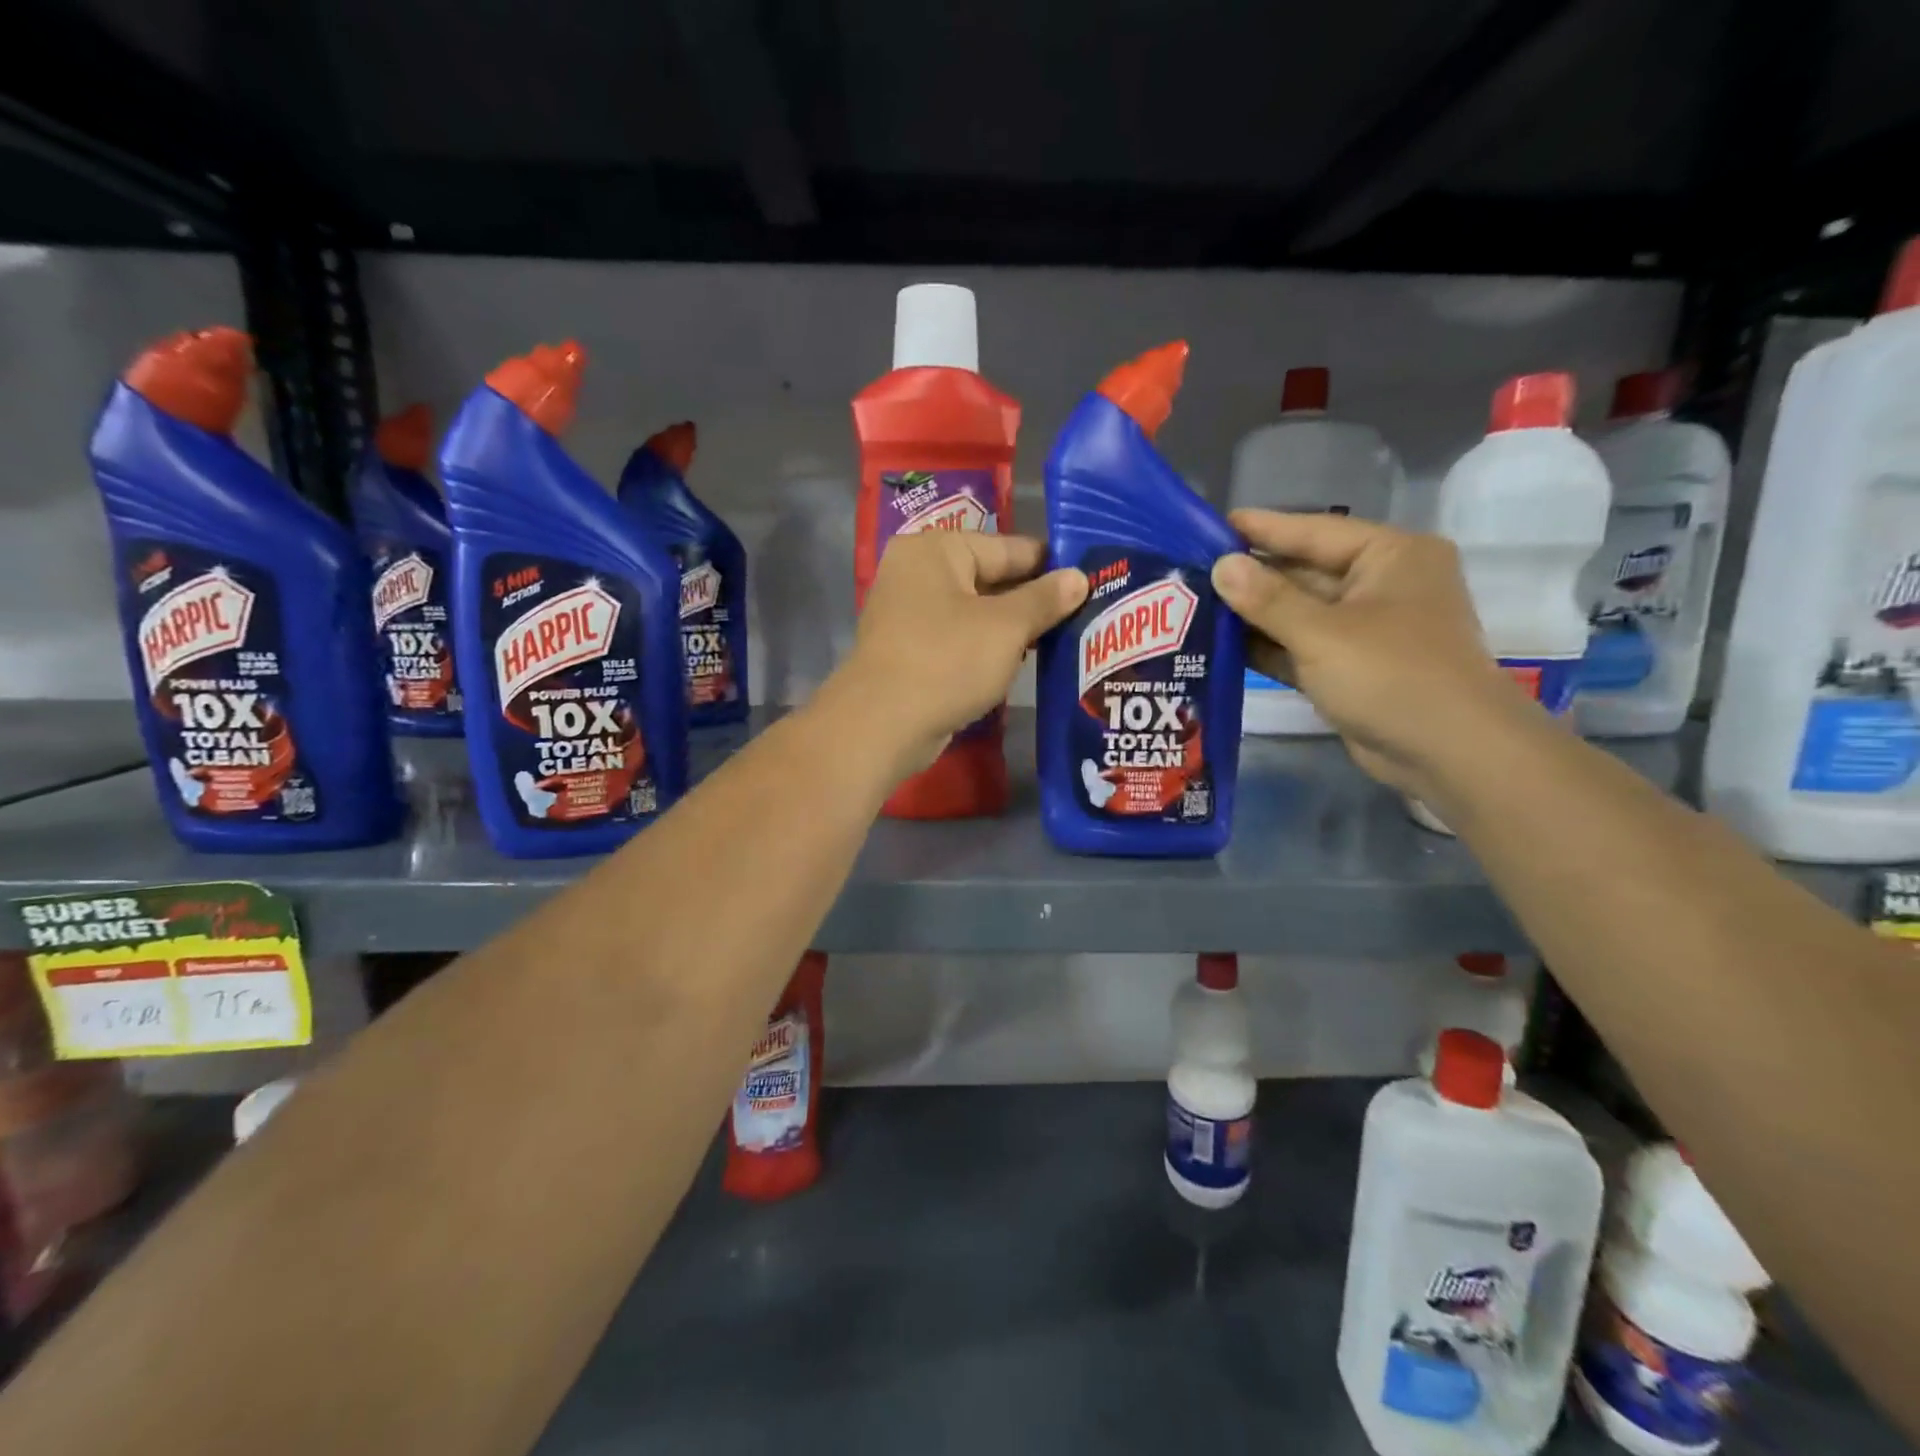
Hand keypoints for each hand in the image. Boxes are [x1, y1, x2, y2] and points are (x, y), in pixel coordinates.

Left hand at [823, 532, 1087, 777]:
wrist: (883, 724)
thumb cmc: (947, 660)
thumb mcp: (1006, 627)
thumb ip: (1045, 599)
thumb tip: (1080, 577)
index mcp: (936, 549)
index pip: (1008, 547)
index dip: (1052, 565)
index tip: (1093, 578)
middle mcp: (917, 573)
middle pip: (990, 578)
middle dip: (1034, 599)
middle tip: (1086, 612)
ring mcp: (909, 614)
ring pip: (977, 612)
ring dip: (1014, 627)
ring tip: (1066, 637)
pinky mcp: (910, 651)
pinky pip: (960, 638)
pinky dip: (988, 647)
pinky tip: (1023, 661)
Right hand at [1210, 510, 1528, 796]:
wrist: (1450, 754)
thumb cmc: (1392, 675)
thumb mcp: (1322, 633)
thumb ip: (1268, 599)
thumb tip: (1221, 567)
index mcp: (1389, 557)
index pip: (1314, 531)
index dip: (1261, 529)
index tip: (1210, 526)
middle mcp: (1378, 585)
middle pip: (1303, 572)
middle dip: (1250, 576)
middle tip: (1190, 572)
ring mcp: (1364, 630)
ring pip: (1298, 613)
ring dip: (1252, 615)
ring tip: (1193, 606)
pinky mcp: (1350, 669)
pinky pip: (1300, 647)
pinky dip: (1266, 647)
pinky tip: (1220, 645)